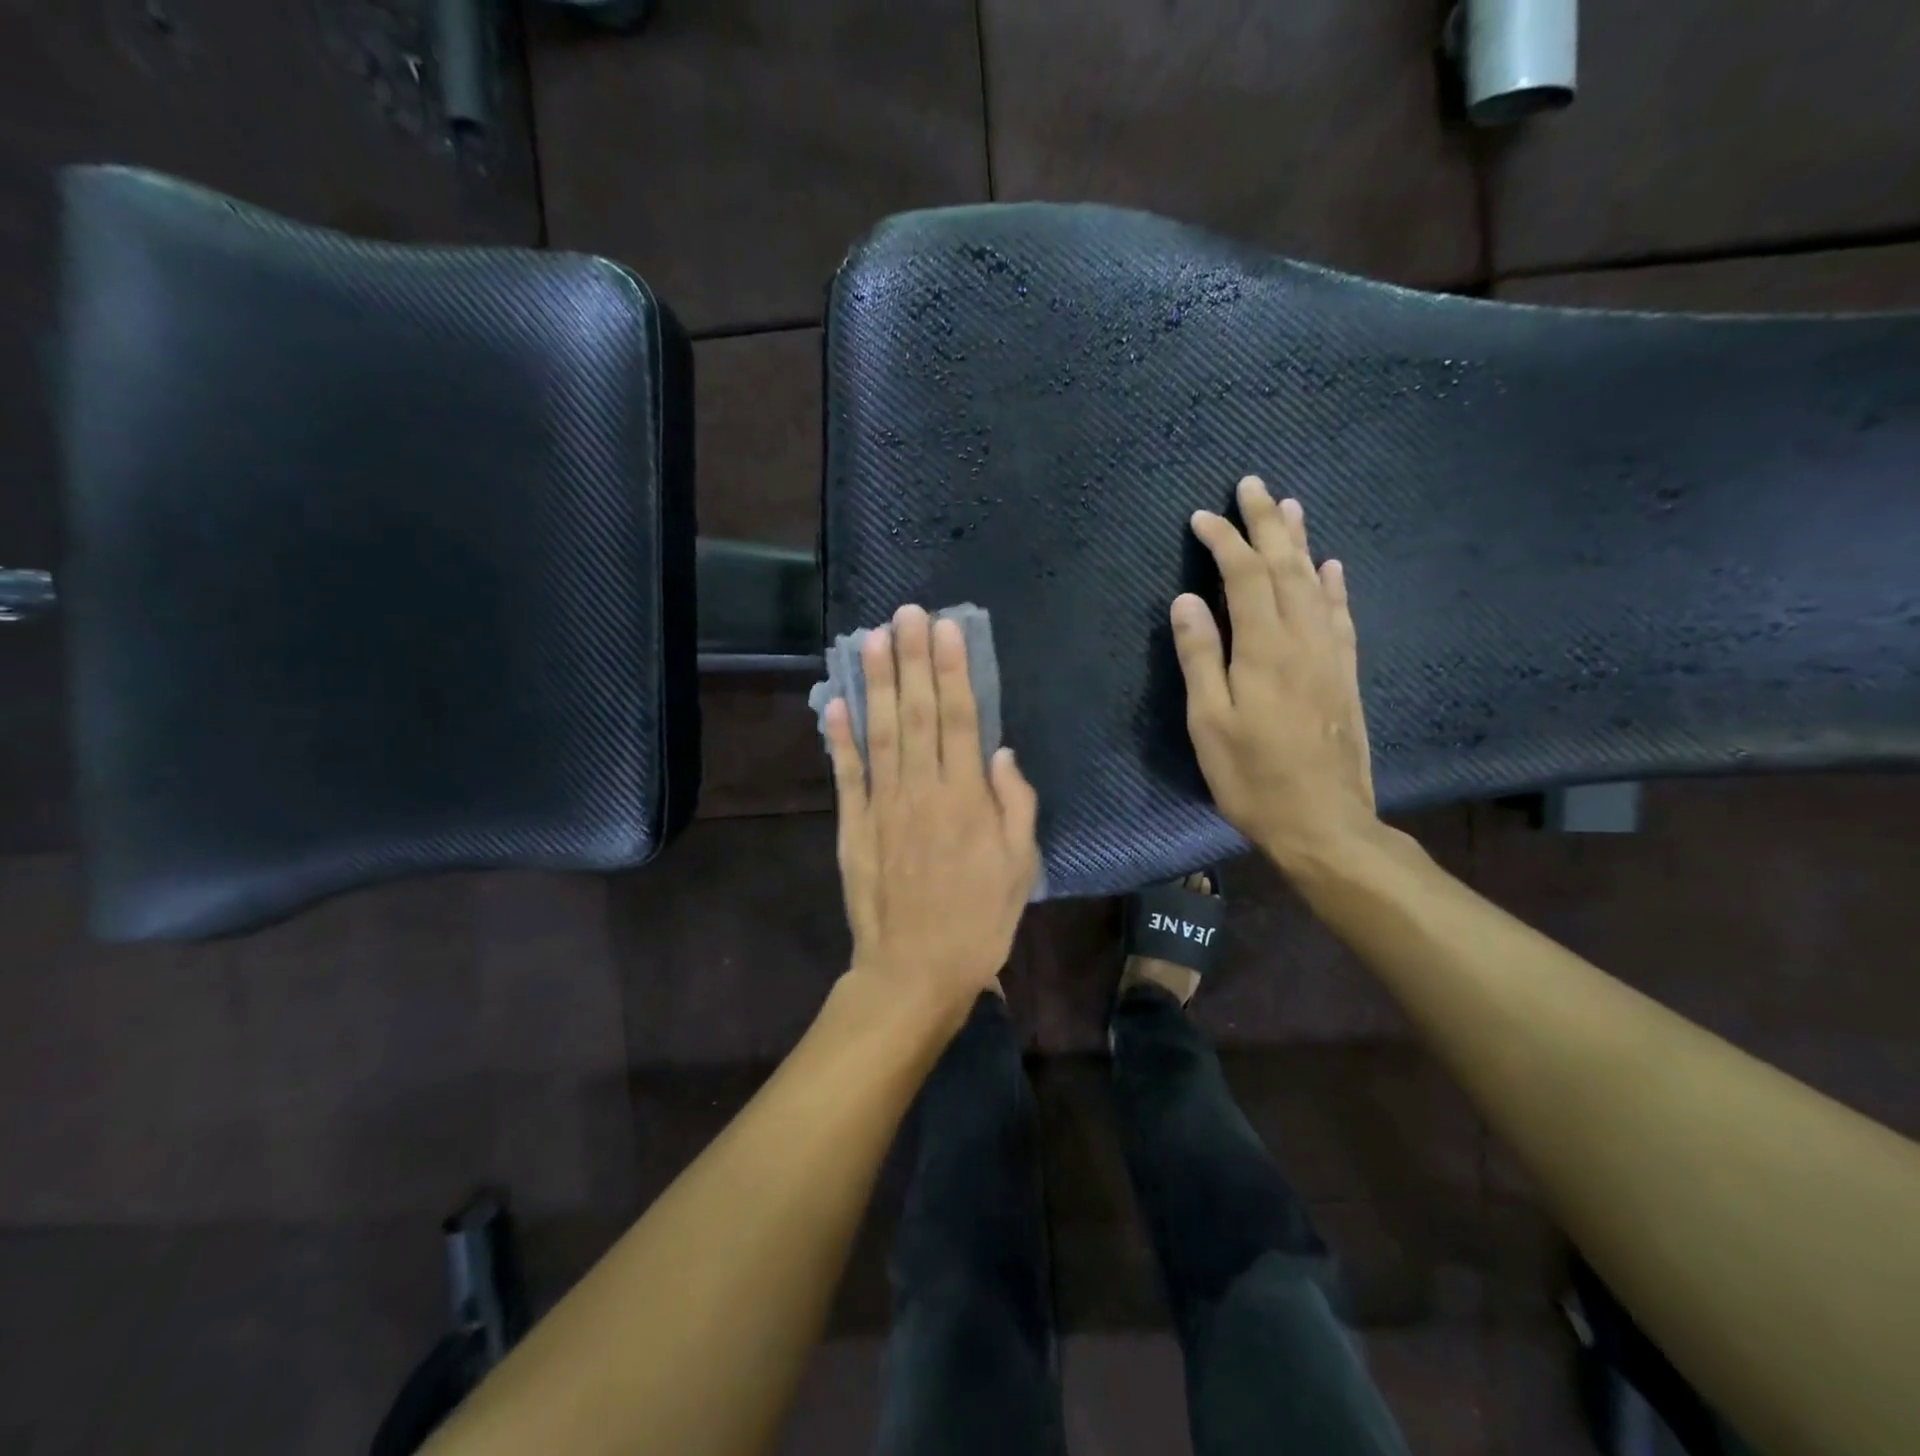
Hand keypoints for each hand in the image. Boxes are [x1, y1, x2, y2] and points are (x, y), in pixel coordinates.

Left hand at [825, 605, 1039, 1023]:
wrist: (915, 971)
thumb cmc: (979, 920)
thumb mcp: (1019, 867)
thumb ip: (1015, 805)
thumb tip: (1001, 753)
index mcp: (967, 799)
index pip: (960, 719)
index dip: (952, 671)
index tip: (945, 629)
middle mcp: (922, 790)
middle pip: (916, 713)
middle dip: (912, 659)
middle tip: (906, 612)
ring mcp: (882, 805)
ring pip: (879, 732)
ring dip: (874, 683)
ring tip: (872, 638)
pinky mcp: (853, 825)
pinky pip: (845, 774)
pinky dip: (837, 737)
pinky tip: (833, 701)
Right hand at [1172, 475, 1377, 871]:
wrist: (1324, 822)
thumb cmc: (1253, 777)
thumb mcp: (1209, 723)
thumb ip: (1200, 657)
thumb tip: (1187, 599)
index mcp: (1265, 648)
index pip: (1244, 576)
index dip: (1224, 541)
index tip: (1201, 517)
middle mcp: (1304, 638)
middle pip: (1285, 566)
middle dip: (1266, 523)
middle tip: (1253, 485)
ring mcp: (1331, 655)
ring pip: (1316, 582)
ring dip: (1300, 542)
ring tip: (1290, 507)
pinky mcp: (1345, 674)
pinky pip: (1341, 615)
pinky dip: (1334, 584)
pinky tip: (1331, 567)